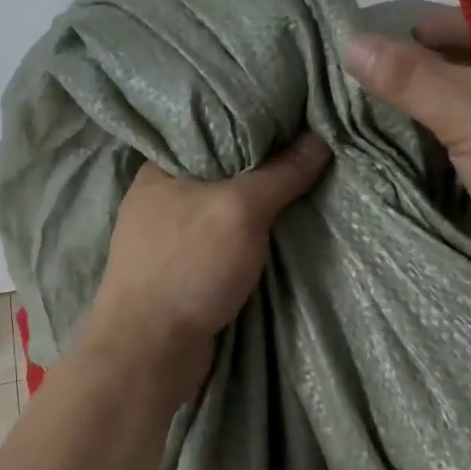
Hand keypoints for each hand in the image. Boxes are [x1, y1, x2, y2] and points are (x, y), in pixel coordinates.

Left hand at [78, 135, 332, 394]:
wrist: (150, 350)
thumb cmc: (188, 266)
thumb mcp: (240, 210)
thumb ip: (279, 174)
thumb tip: (320, 138)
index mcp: (161, 168)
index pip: (213, 129)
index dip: (256, 122)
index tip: (298, 119)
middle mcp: (161, 197)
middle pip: (223, 170)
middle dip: (265, 167)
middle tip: (313, 151)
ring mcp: (169, 237)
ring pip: (225, 208)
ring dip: (260, 205)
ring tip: (308, 185)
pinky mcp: (182, 269)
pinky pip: (224, 240)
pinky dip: (250, 236)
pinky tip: (282, 229)